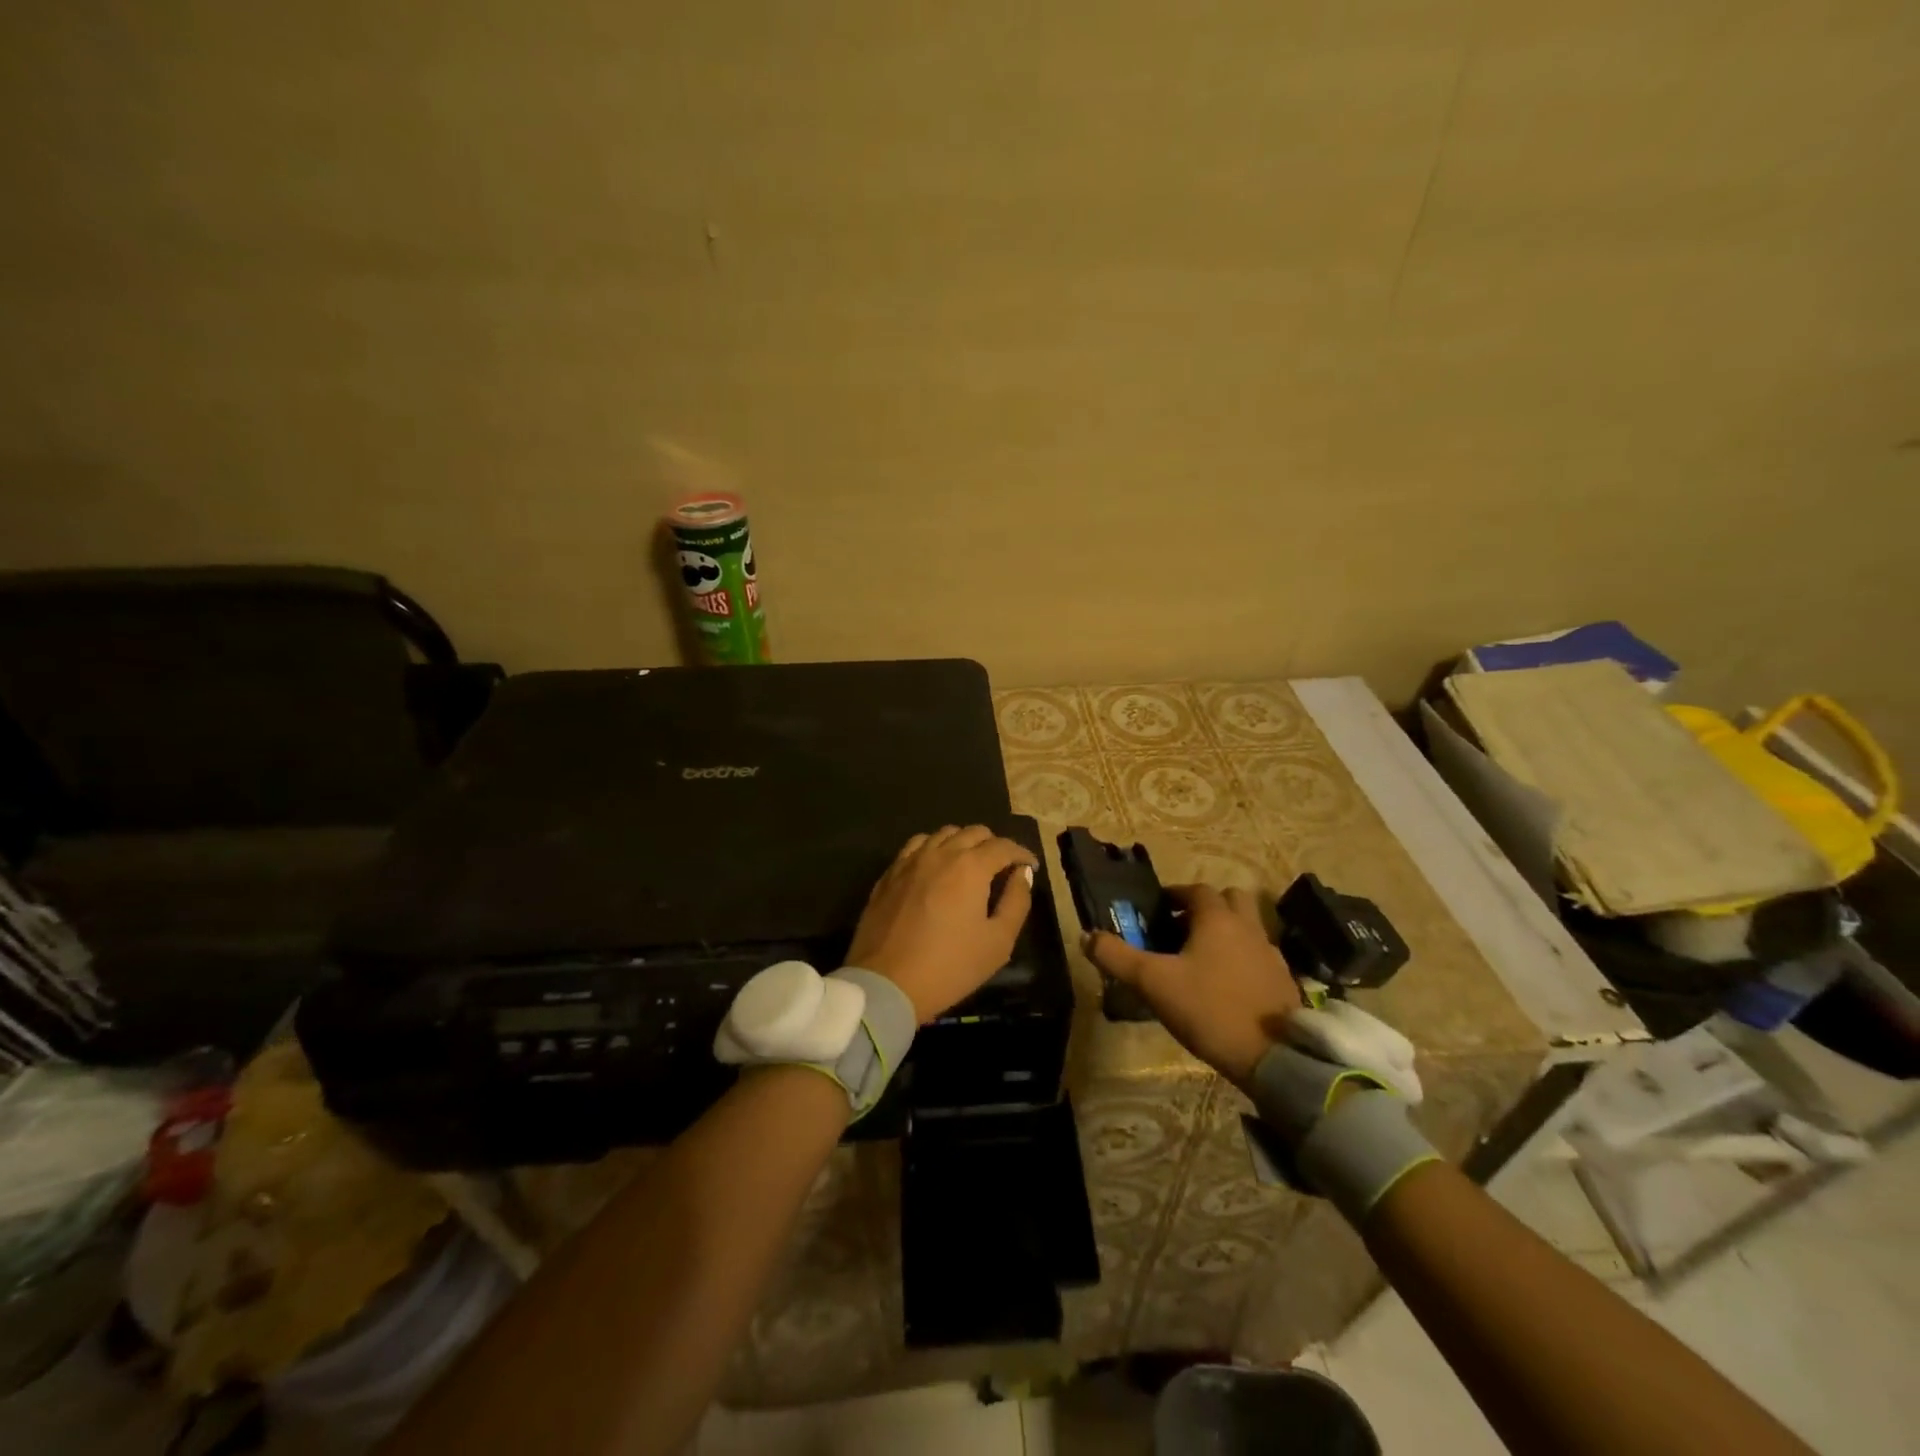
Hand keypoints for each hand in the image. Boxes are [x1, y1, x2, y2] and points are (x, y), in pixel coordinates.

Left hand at [848, 826, 1038, 1023]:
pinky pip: (916, 846)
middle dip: (994, 844)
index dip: (1022, 853)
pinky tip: (935, 866)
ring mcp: (910, 861)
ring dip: (963, 842)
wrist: (887, 984)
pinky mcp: (889, 874)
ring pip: (943, 834)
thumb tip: (1022, 873)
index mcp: (971, 866)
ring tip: (969, 864)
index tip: (1030, 866)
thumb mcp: (998, 942)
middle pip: (974, 832)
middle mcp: (941, 853)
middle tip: (1002, 866)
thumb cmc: (950, 966)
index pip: (1003, 846)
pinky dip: (933, 848)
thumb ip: (1016, 901)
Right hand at [1084, 884, 1302, 1088]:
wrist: (1274, 1056)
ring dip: (1225, 933)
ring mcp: (1270, 954)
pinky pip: (1258, 956)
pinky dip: (1241, 959)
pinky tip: (1225, 985)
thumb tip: (1087, 936)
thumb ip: (1117, 957)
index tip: (1158, 910)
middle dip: (1206, 908)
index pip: (1196, 890)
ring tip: (1201, 959)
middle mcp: (1248, 927)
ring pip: (1246, 927)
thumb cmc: (1209, 1008)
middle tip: (1181, 929)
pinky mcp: (1283, 981)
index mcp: (1217, 918)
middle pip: (1229, 900)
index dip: (1175, 895)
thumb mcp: (1152, 983)